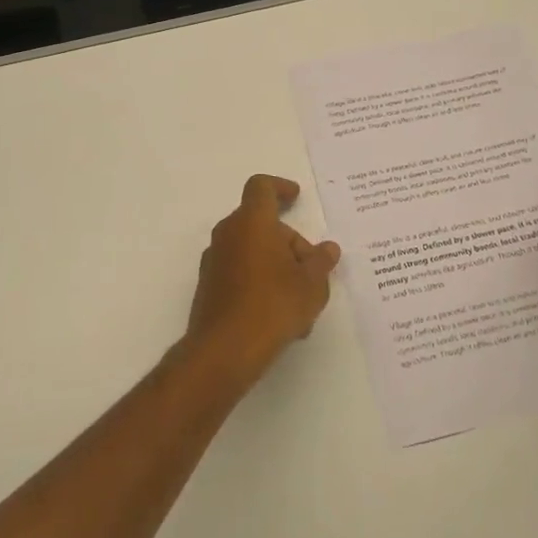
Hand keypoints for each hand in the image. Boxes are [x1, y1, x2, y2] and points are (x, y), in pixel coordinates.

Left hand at [184, 175, 340, 382]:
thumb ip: (321, 262)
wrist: (224, 350)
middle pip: (261, 224)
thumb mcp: (311, 285)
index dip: (280, 187)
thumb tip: (328, 249)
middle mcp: (228, 234)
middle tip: (312, 270)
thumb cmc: (273, 306)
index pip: (261, 187)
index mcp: (252, 222)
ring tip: (302, 303)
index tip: (296, 197)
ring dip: (278, 267)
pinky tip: (281, 318)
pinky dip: (261, 283)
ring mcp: (214, 261)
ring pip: (253, 251)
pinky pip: (241, 273)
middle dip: (289, 242)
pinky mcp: (209, 286)